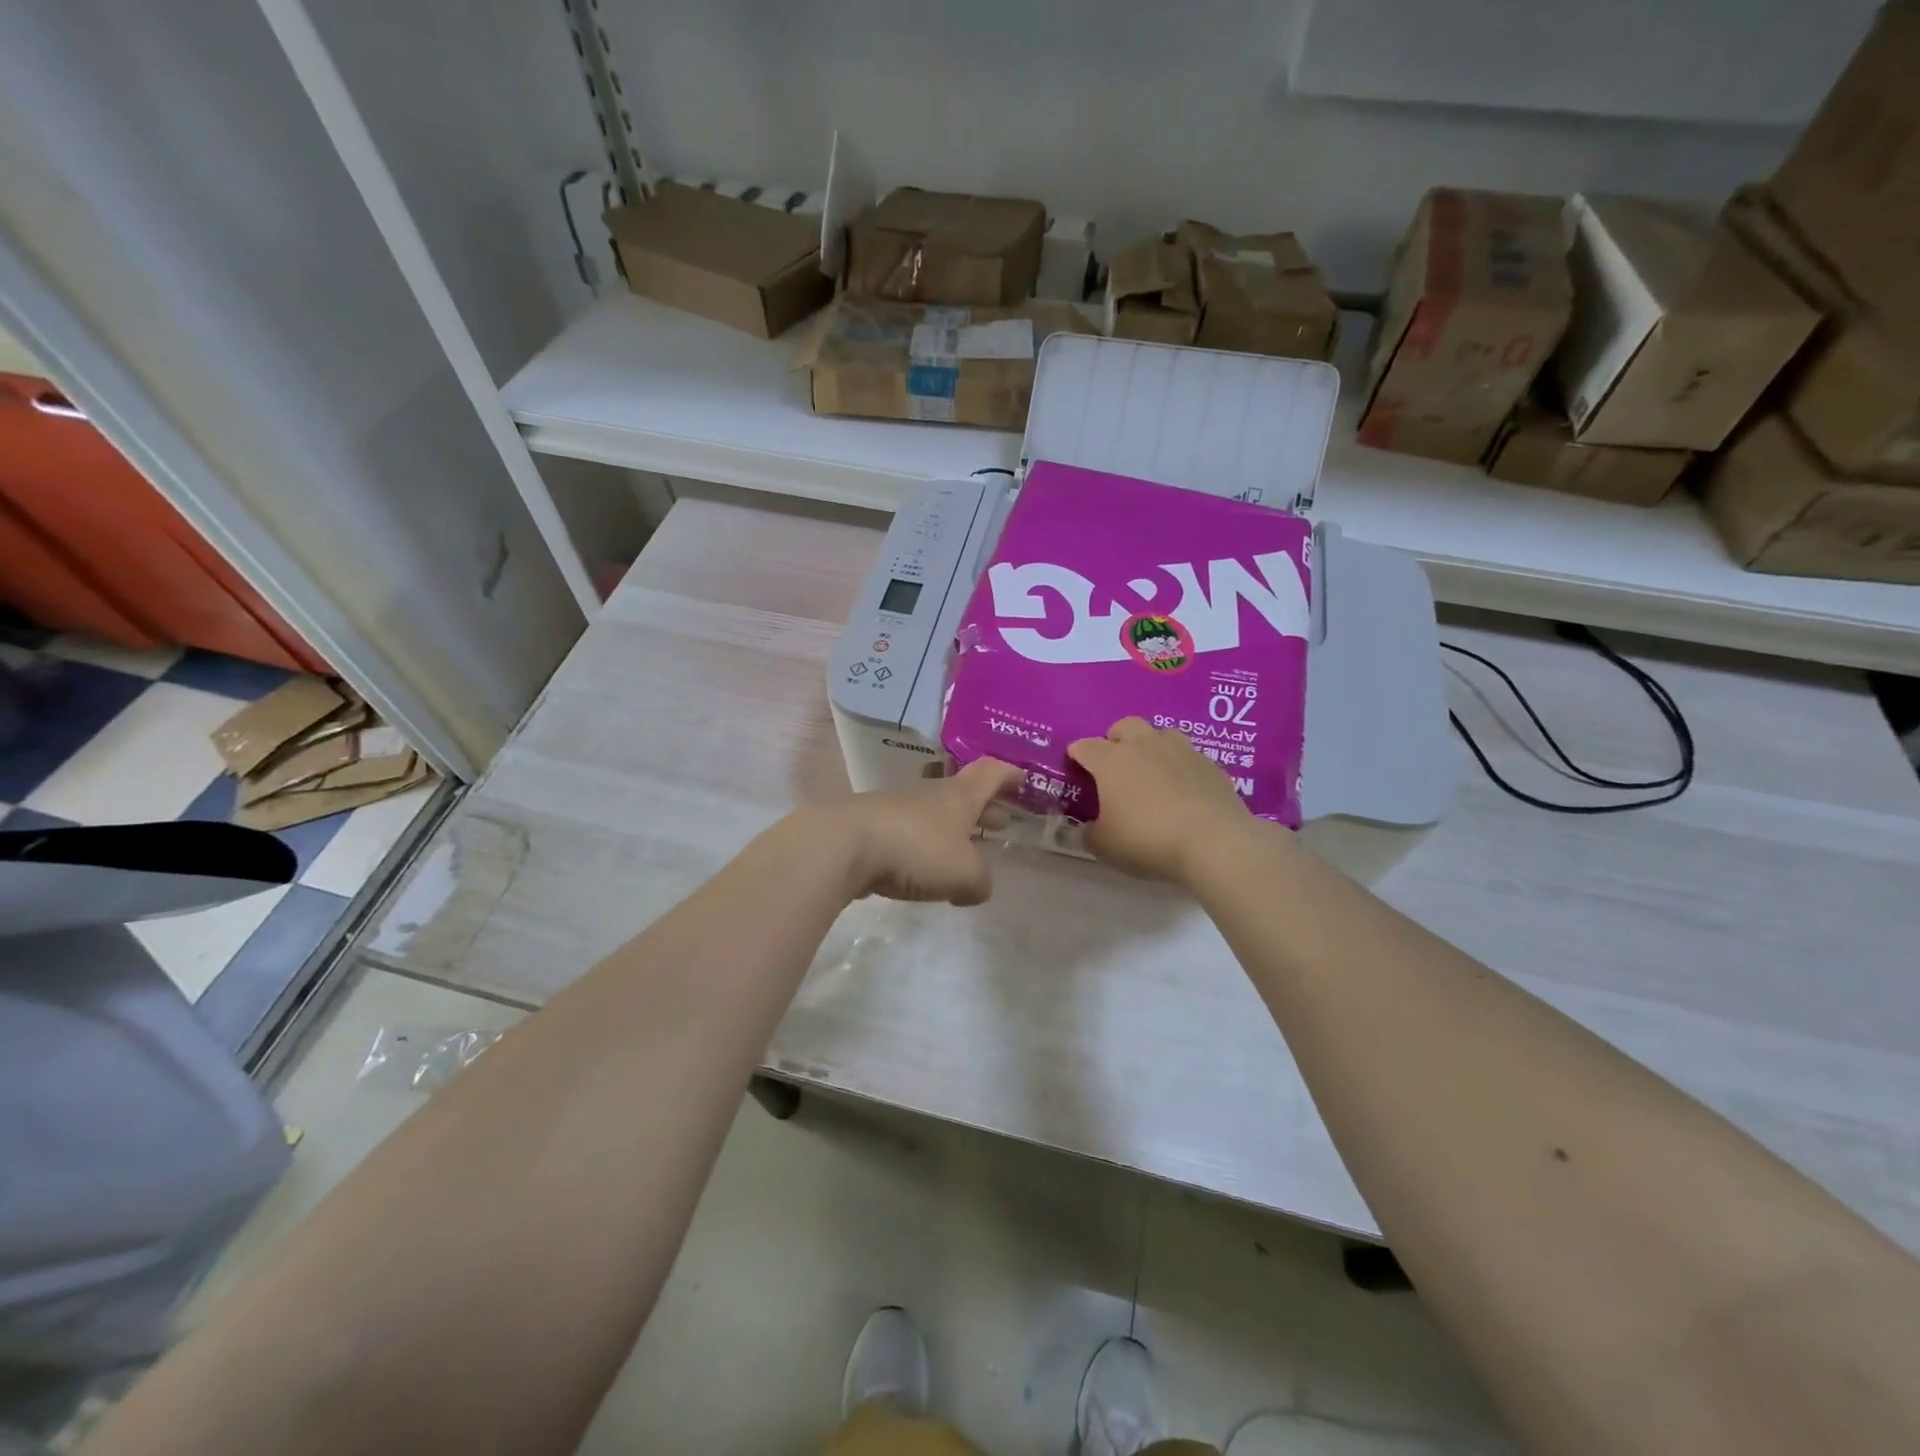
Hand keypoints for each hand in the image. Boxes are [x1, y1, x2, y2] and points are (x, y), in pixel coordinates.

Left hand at [828, 757, 1023, 905]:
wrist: (844, 846)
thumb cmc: (916, 849)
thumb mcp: (965, 874)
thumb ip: (980, 882)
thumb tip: (977, 887)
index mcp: (959, 797)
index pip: (990, 774)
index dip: (1008, 775)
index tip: (1022, 778)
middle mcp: (930, 796)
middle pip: (963, 794)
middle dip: (984, 808)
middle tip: (1001, 821)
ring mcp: (898, 810)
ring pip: (934, 815)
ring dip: (953, 830)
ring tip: (964, 851)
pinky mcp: (872, 830)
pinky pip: (908, 836)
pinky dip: (924, 849)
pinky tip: (924, 871)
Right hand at [1067, 717, 1258, 884]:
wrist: (1213, 842)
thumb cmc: (1147, 840)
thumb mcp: (1105, 846)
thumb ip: (1089, 834)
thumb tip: (1085, 829)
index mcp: (1112, 760)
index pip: (1086, 746)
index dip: (1077, 754)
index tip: (1075, 764)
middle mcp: (1145, 746)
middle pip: (1125, 726)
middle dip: (1115, 739)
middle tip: (1115, 764)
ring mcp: (1181, 751)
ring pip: (1161, 734)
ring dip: (1151, 746)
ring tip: (1151, 772)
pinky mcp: (1211, 765)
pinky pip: (1189, 757)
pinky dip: (1180, 768)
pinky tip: (1183, 790)